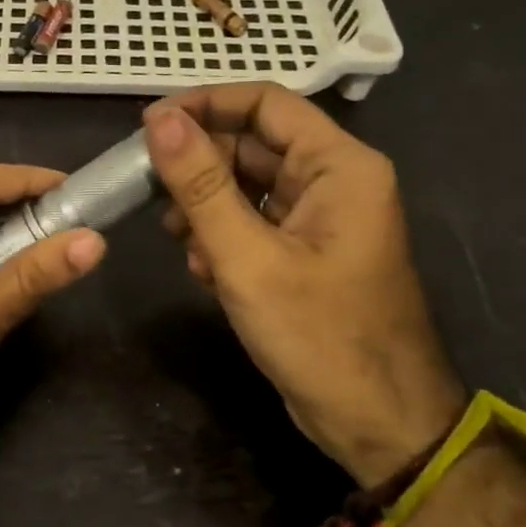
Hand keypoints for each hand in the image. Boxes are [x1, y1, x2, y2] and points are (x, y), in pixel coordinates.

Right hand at [143, 83, 465, 485]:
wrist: (378, 424)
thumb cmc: (319, 336)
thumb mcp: (247, 258)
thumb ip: (200, 185)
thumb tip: (159, 121)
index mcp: (339, 166)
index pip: (265, 102)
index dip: (203, 104)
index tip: (147, 126)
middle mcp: (333, 180)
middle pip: (250, 144)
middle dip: (197, 166)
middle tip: (147, 190)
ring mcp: (318, 218)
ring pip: (245, 185)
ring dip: (203, 206)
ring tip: (177, 240)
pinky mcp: (303, 250)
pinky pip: (251, 221)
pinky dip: (220, 236)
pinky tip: (203, 271)